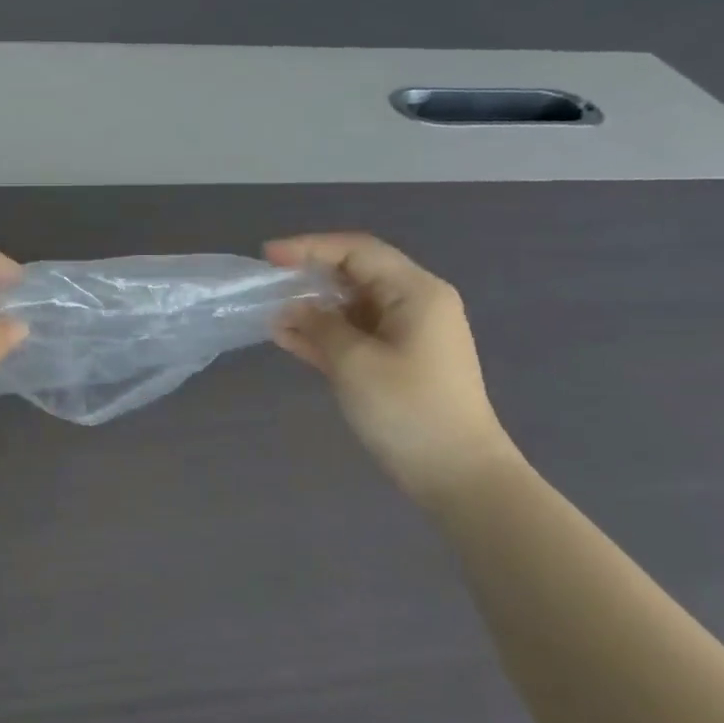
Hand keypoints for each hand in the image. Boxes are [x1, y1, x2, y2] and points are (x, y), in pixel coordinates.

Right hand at [263, 233, 516, 495]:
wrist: (456, 473)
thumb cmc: (408, 409)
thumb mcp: (354, 362)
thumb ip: (319, 326)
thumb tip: (293, 308)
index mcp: (416, 292)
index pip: (357, 252)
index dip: (310, 248)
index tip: (268, 256)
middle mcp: (415, 305)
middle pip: (356, 276)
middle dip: (310, 279)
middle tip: (267, 286)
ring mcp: (407, 335)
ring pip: (352, 308)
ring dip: (313, 310)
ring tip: (270, 316)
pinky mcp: (397, 362)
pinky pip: (356, 336)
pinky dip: (324, 335)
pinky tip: (288, 338)